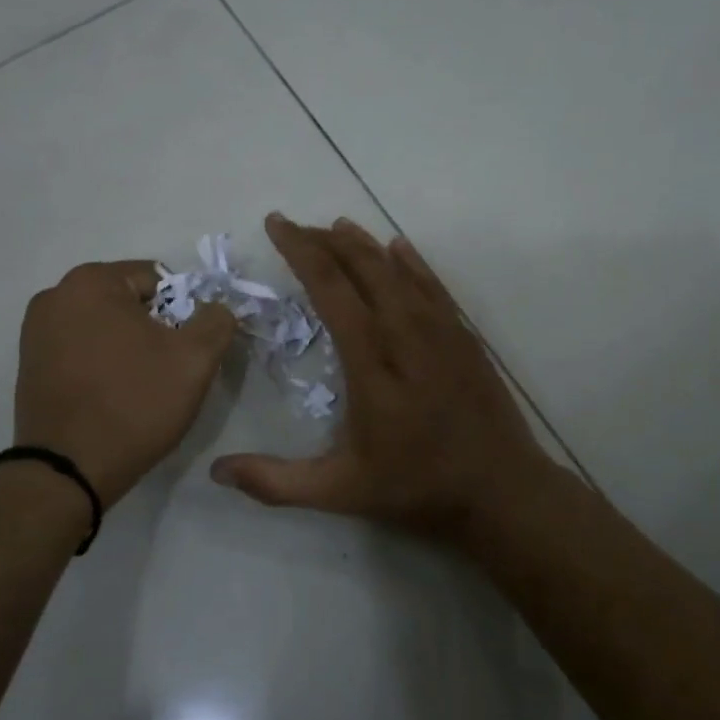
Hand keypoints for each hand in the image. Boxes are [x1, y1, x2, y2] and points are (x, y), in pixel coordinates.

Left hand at [15, 261, 235, 503]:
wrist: (68, 471)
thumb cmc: (134, 405)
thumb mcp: (195, 359)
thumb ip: (216, 320)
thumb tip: (215, 308)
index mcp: (91, 281)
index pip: (159, 280)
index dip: (184, 313)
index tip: (187, 351)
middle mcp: (55, 296)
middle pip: (129, 302)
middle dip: (154, 330)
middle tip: (168, 371)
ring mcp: (35, 331)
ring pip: (105, 327)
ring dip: (128, 348)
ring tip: (140, 387)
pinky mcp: (29, 364)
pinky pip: (81, 350)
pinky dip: (102, 364)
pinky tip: (112, 396)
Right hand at [210, 215, 557, 548]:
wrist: (503, 491)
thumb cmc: (417, 488)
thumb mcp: (341, 492)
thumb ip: (277, 482)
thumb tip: (217, 472)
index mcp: (372, 365)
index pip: (332, 291)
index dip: (301, 253)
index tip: (276, 226)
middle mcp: (407, 336)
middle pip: (363, 270)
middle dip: (325, 242)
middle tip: (295, 227)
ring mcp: (441, 332)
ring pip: (399, 271)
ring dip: (364, 246)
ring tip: (336, 228)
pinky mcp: (464, 338)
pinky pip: (434, 286)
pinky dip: (412, 262)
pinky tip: (398, 247)